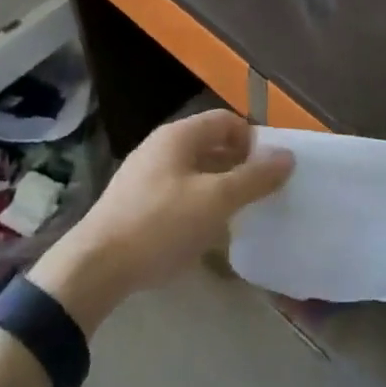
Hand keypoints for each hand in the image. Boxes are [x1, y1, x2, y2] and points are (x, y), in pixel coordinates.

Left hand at [30, 110, 293, 332]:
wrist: (98, 266)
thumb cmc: (161, 224)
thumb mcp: (215, 200)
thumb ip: (253, 178)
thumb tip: (287, 156)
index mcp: (178, 136)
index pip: (226, 120)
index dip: (253, 139)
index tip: (273, 168)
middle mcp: (161, 147)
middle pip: (211, 144)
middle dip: (240, 164)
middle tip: (264, 192)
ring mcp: (146, 175)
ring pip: (196, 170)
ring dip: (221, 185)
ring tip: (243, 212)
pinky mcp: (138, 202)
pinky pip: (180, 192)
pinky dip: (200, 202)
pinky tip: (209, 230)